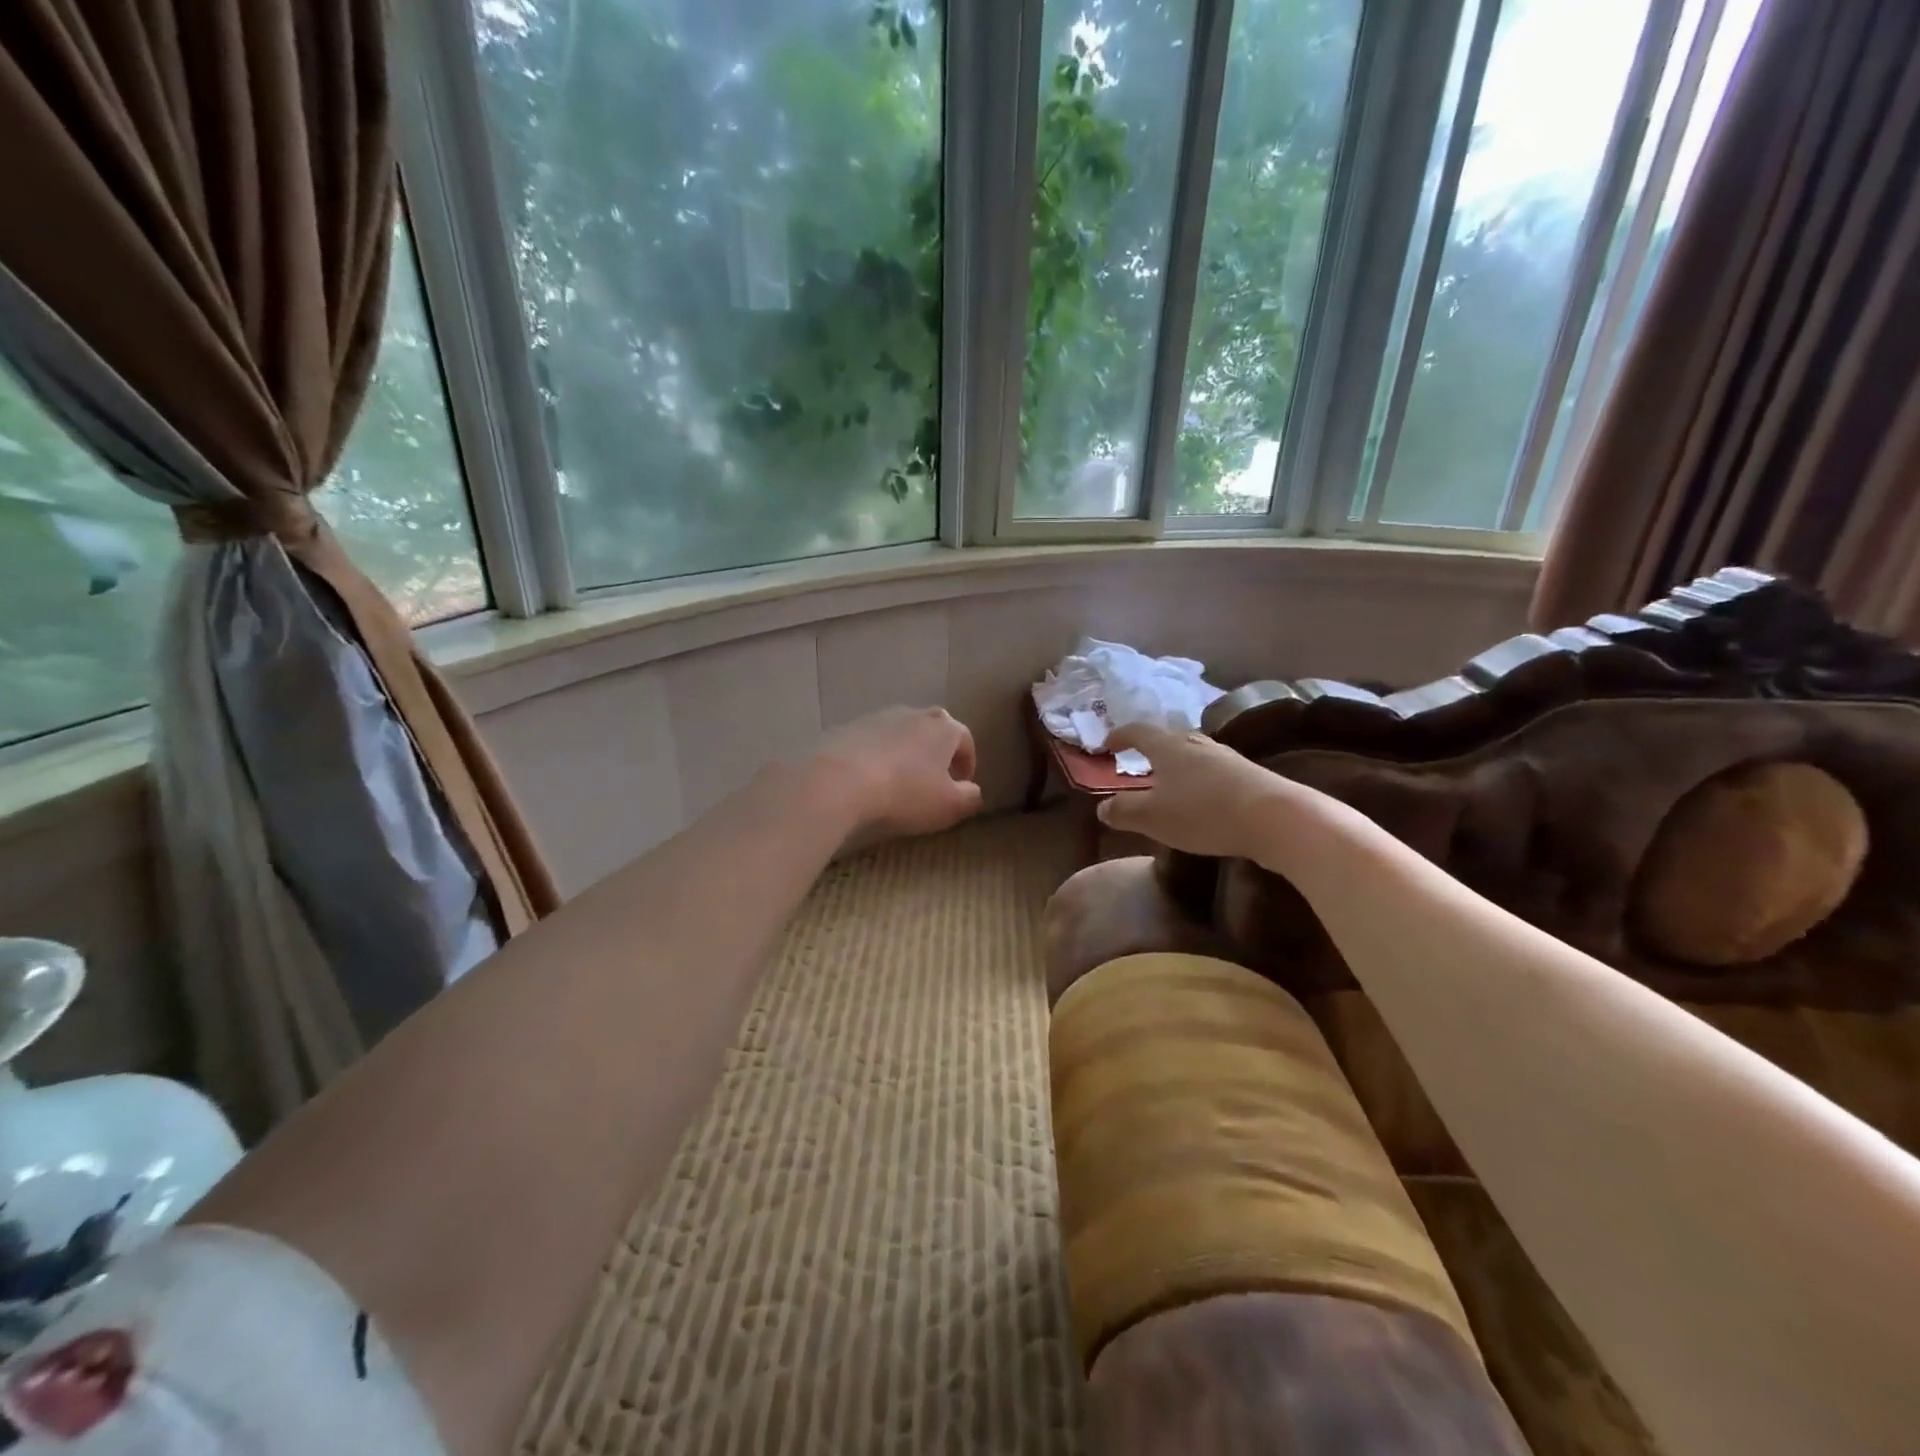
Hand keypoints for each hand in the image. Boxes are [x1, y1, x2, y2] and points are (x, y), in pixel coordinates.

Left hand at [812, 706, 983, 836]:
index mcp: (944, 728)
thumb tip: (973, 792)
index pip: (966, 740)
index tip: (962, 784)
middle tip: (933, 779)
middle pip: (934, 730)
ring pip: (902, 733)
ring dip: (906, 752)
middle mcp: (914, 714)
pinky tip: (869, 779)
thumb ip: (970, 798)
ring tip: (899, 780)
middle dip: (937, 752)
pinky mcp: (849, 727)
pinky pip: (872, 741)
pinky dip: (877, 755)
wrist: (841, 780)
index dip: (968, 763)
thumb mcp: (949, 805)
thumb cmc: (905, 792)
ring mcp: (879, 717)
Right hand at [1095, 721, 1298, 858]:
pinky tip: (1202, 800)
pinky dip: (1199, 781)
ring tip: (1169, 785)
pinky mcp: (1248, 775)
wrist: (1275, 817)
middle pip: (1168, 739)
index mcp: (1168, 747)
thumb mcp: (1152, 817)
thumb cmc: (1203, 812)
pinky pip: (1214, 772)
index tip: (1107, 745)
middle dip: (1151, 750)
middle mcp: (1196, 743)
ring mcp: (1226, 757)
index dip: (1120, 736)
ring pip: (1193, 755)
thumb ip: (1124, 811)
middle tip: (1138, 764)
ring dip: (1177, 766)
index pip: (1138, 731)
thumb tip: (1103, 807)